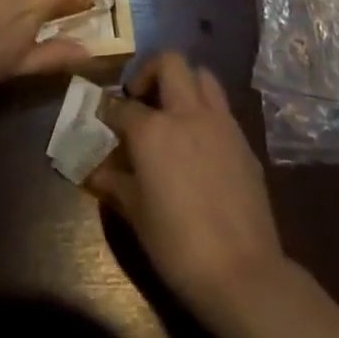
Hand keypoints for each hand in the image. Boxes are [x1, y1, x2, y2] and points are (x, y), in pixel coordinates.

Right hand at [88, 52, 287, 318]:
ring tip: (174, 110)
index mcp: (153, 130)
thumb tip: (94, 171)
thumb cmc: (178, 247)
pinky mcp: (244, 141)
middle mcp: (186, 113)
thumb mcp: (137, 216)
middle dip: (150, 71)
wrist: (243, 275)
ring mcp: (220, 123)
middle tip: (141, 97)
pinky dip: (206, 112)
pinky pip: (222, 109)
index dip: (107, 109)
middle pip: (169, 62)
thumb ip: (115, 183)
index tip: (100, 115)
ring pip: (202, 76)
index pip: (121, 105)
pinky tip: (200, 142)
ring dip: (185, 83)